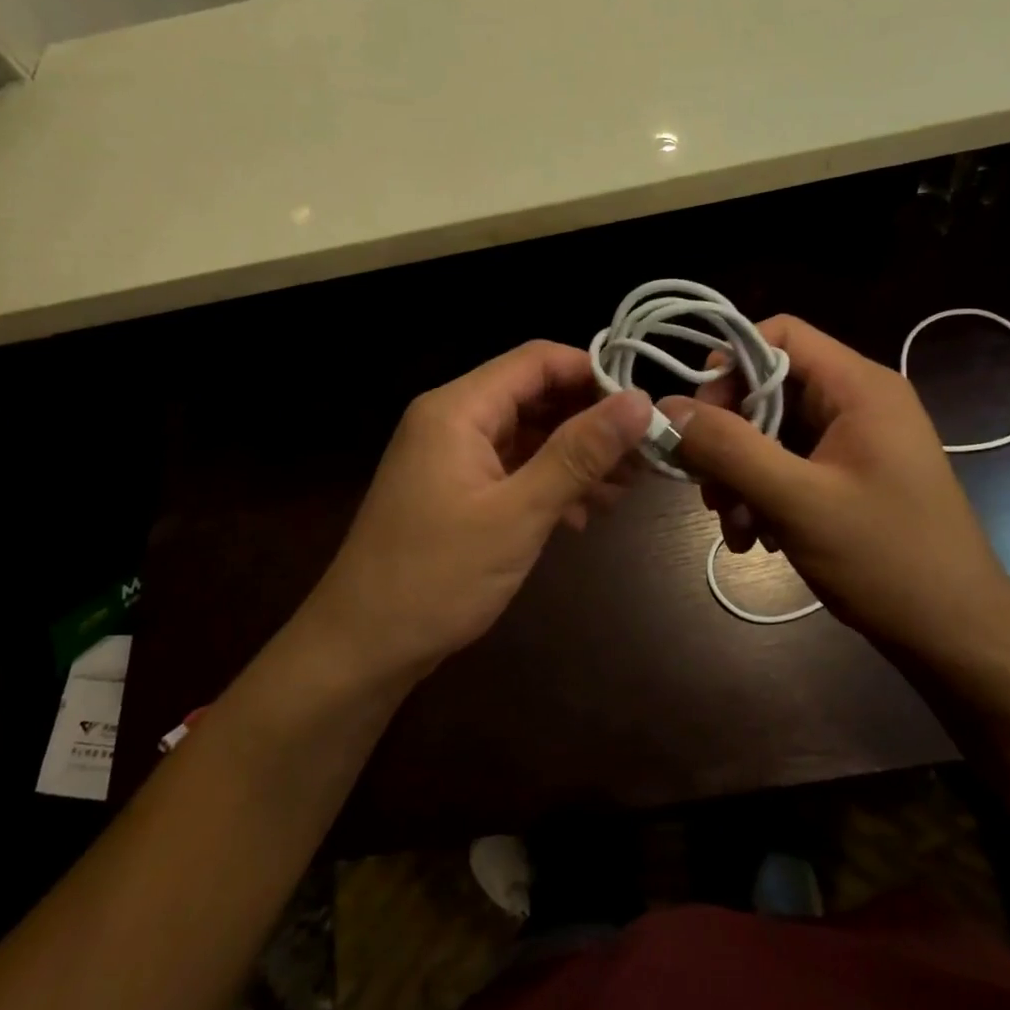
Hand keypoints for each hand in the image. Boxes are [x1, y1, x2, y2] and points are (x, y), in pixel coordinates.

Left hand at [297, 341, 651, 685]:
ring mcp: (451, 458)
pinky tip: (585, 515)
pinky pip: (512, 470)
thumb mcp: (518, 513)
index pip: (537, 361)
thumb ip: (579, 453)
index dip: (595, 374)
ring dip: (577, 458)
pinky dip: (550, 484)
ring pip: (528, 436)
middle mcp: (452, 421)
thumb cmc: (437, 577)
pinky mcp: (455, 492)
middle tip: (646, 455)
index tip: (645, 407)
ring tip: (628, 488)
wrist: (363, 648)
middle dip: (591, 422)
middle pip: (535, 397)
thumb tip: (640, 402)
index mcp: (458, 408)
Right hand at [658, 316, 1009, 657]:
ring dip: (741, 476)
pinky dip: (764, 495)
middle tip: (709, 490)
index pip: (779, 334)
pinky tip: (758, 538)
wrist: (955, 632)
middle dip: (729, 438)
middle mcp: (858, 402)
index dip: (729, 366)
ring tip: (736, 528)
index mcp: (858, 387)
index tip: (697, 419)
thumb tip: (666, 408)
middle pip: (769, 389)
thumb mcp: (796, 501)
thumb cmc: (885, 558)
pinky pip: (790, 465)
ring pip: (772, 433)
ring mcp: (856, 441)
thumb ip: (728, 448)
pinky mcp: (851, 475)